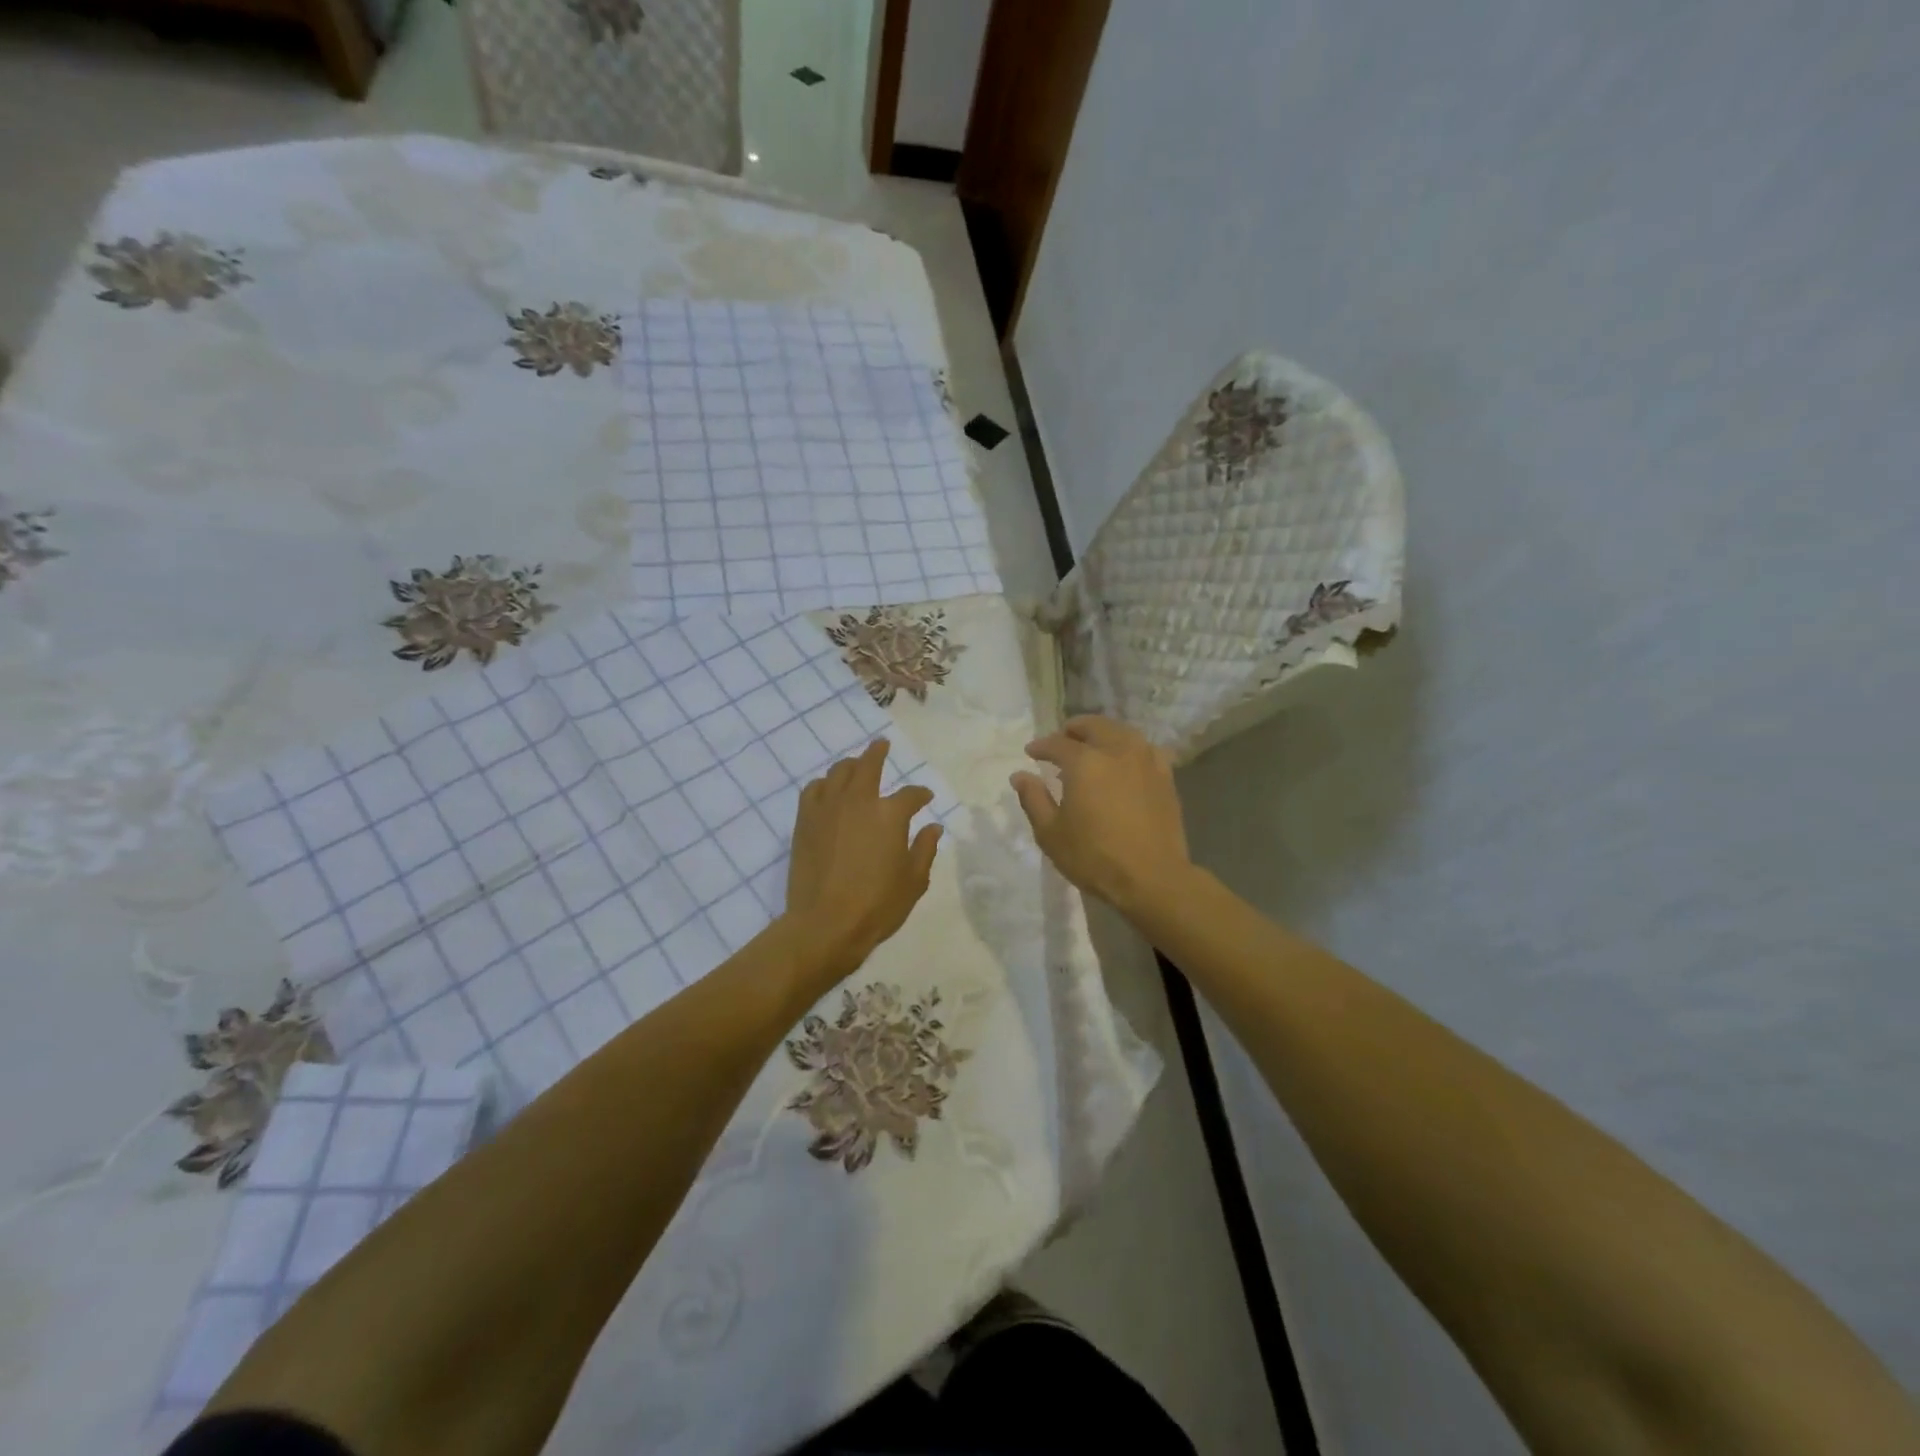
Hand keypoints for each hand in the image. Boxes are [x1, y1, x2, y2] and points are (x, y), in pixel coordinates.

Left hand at [783, 739, 942, 982]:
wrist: (825, 924)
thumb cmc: (877, 905)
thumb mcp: (914, 881)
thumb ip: (925, 849)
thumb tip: (933, 826)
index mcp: (890, 814)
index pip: (910, 795)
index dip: (920, 794)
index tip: (925, 797)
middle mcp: (858, 801)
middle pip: (868, 765)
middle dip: (878, 752)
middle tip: (882, 745)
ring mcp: (828, 808)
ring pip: (838, 772)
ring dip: (851, 765)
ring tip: (855, 766)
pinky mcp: (805, 821)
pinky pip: (814, 789)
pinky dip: (824, 784)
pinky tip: (828, 790)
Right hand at [1011, 716, 1193, 916]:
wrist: (1152, 878)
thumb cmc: (1094, 857)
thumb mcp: (1051, 833)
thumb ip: (1034, 799)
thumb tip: (1020, 775)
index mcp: (1085, 762)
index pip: (1057, 743)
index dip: (1041, 746)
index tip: (1031, 753)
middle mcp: (1116, 751)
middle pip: (1094, 726)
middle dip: (1073, 729)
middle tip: (1061, 741)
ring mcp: (1145, 761)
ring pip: (1122, 732)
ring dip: (1103, 734)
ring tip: (1092, 748)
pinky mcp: (1165, 776)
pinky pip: (1145, 749)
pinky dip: (1129, 747)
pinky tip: (1125, 760)